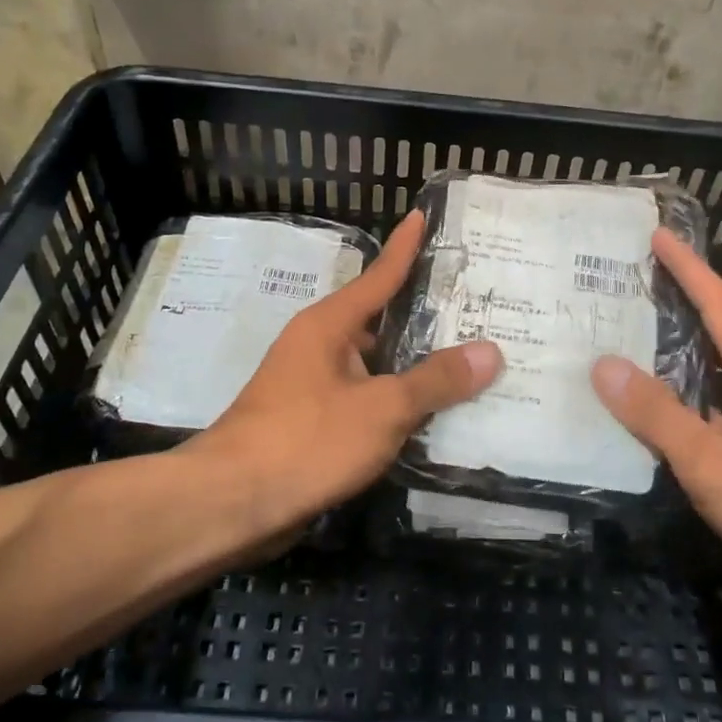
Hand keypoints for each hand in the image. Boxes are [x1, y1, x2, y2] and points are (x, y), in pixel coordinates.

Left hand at [202, 210, 502, 538]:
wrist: (231, 506)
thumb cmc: (305, 440)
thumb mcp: (381, 408)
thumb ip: (435, 381)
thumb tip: (490, 352)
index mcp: (330, 325)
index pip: (379, 275)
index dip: (406, 247)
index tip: (423, 215)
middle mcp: (320, 347)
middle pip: (382, 321)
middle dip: (426, 315)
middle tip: (477, 305)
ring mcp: (315, 387)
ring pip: (377, 366)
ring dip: (416, 365)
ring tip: (470, 359)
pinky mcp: (314, 425)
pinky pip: (368, 401)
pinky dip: (399, 403)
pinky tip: (435, 414)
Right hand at [591, 228, 721, 598]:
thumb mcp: (715, 465)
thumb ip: (659, 417)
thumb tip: (604, 365)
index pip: (720, 306)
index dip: (689, 268)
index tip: (659, 236)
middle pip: (721, 332)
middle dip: (681, 303)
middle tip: (631, 289)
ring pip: (718, 375)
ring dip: (681, 353)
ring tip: (634, 345)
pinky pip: (720, 411)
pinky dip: (688, 399)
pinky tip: (663, 418)